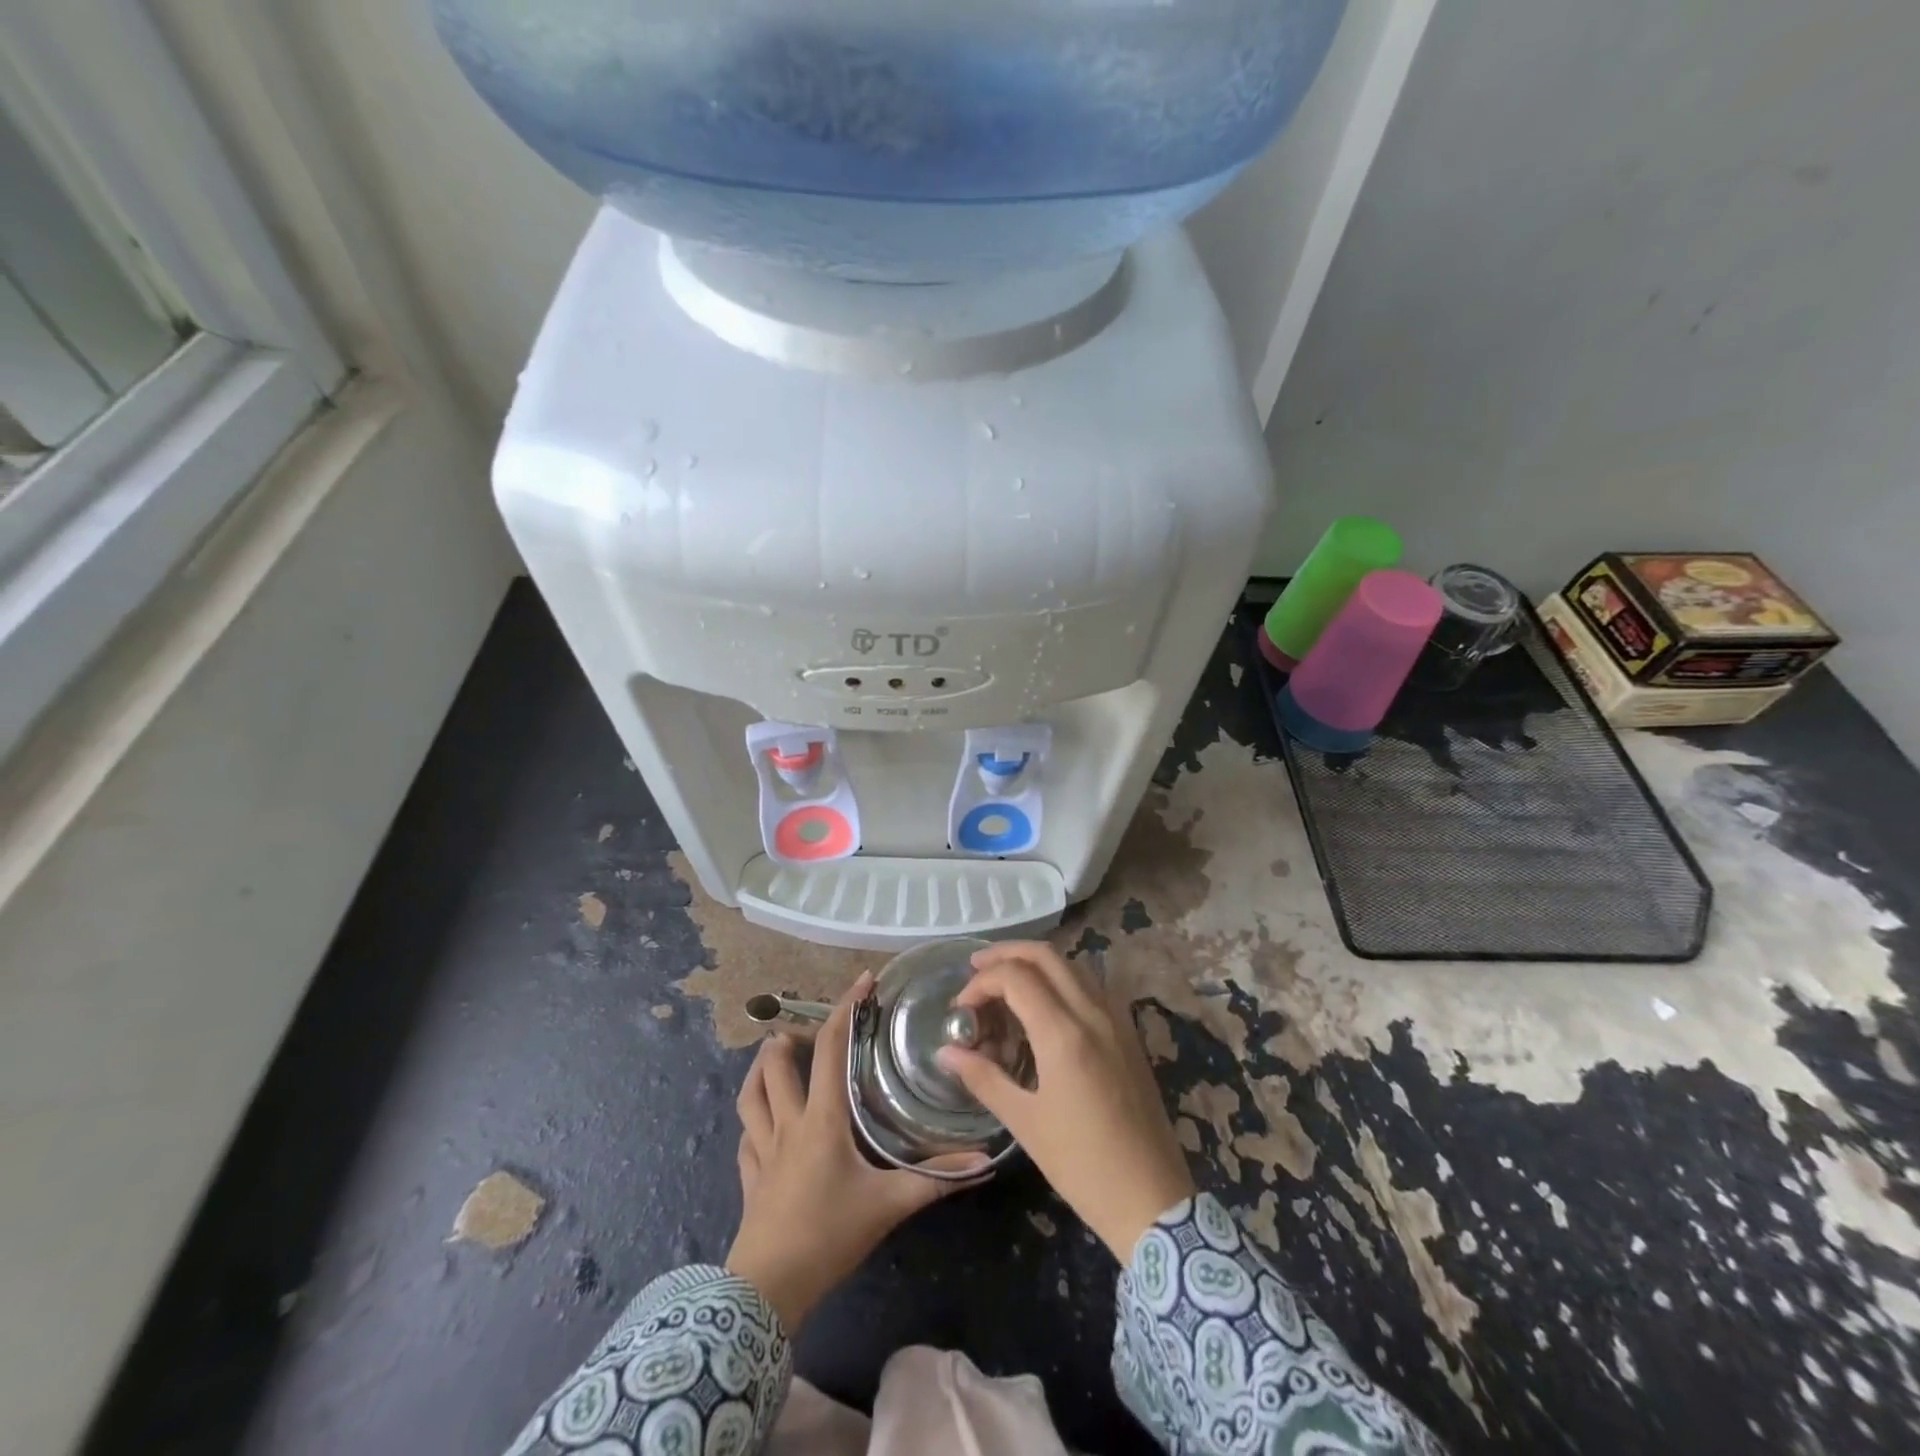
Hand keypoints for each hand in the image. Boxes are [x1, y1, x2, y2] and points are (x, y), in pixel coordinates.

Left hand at [726, 972, 986, 1328]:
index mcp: (822, 1118)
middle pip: (777, 1064)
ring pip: (751, 1095)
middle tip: (808, 1028)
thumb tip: (984, 1162)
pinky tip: (761, 1124)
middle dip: (789, 1036)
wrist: (767, 1290)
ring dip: (760, 1069)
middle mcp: (788, 1123)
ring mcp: (762, 1150)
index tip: (862, 982)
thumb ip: (935, 1180)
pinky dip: (753, 1119)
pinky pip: (745, 1136)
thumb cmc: (829, 1235)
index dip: (844, 1009)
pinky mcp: (749, 1178)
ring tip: (774, 1055)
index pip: (829, 1048)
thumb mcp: (888, 1205)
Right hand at [937, 942, 1195, 1262]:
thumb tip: (946, 1052)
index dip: (981, 982)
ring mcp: (1117, 1020)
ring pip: (1072, 965)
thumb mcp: (1025, 1123)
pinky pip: (1092, 986)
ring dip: (1036, 963)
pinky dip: (1062, 980)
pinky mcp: (1129, 1034)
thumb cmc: (1081, 1165)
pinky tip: (1046, 1005)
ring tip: (1006, 983)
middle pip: (1046, 955)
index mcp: (1063, 1033)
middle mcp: (1092, 1013)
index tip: (961, 1008)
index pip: (1016, 977)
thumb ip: (983, 1078)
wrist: (1152, 1199)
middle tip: (976, 967)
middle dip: (1007, 953)